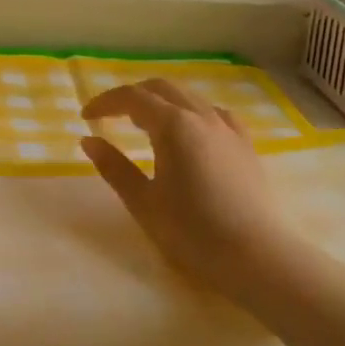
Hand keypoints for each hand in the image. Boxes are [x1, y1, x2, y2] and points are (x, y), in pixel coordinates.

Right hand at [80, 80, 295, 297]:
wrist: (258, 257)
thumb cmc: (192, 232)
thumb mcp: (143, 202)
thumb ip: (114, 167)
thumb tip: (89, 141)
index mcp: (173, 125)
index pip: (132, 98)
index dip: (105, 102)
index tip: (86, 117)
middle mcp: (202, 117)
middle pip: (162, 88)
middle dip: (132, 95)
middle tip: (110, 115)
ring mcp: (229, 129)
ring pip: (190, 98)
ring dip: (162, 101)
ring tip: (144, 123)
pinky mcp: (246, 146)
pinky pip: (215, 114)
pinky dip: (193, 113)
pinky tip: (191, 132)